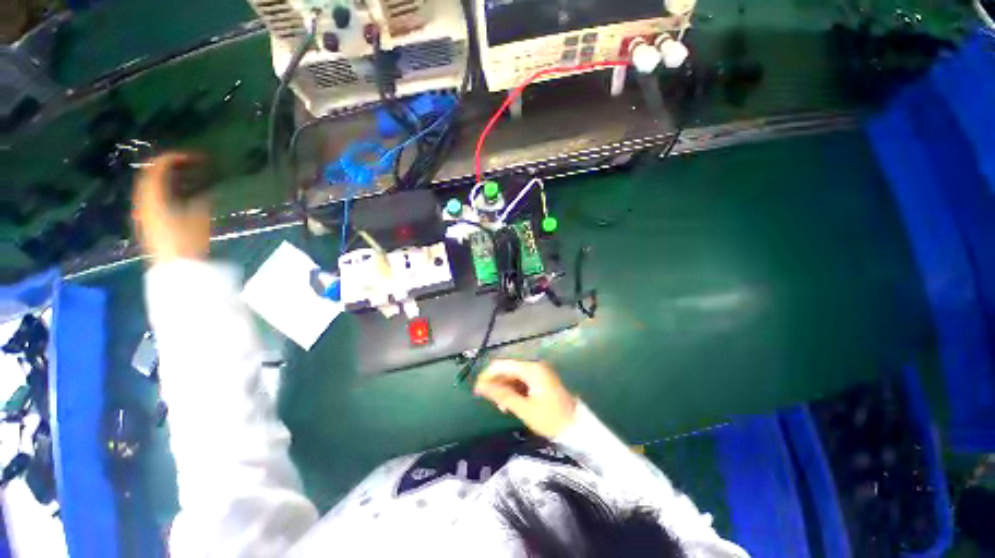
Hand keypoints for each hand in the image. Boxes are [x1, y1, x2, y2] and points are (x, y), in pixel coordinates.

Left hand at [132, 153, 210, 262]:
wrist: (176, 269)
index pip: (156, 169)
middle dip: (168, 166)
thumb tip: (206, 188)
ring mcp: (143, 212)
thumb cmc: (188, 243)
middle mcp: (143, 202)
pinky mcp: (147, 222)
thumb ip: (201, 200)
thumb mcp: (199, 219)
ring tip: (184, 176)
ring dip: (165, 177)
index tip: (194, 158)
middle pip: (149, 175)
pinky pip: (150, 197)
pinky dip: (162, 189)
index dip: (173, 158)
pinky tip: (177, 193)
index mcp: (153, 198)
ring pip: (148, 186)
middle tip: (189, 164)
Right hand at [474, 360, 577, 438]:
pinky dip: (514, 391)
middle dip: (496, 383)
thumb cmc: (550, 419)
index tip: (477, 391)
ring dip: (504, 389)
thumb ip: (501, 395)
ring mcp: (538, 372)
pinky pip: (522, 381)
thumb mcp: (523, 408)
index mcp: (531, 369)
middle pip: (508, 369)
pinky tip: (511, 404)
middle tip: (489, 403)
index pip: (502, 365)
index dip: (487, 375)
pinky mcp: (541, 380)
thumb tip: (480, 387)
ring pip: (513, 376)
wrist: (576, 428)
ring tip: (501, 408)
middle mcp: (534, 365)